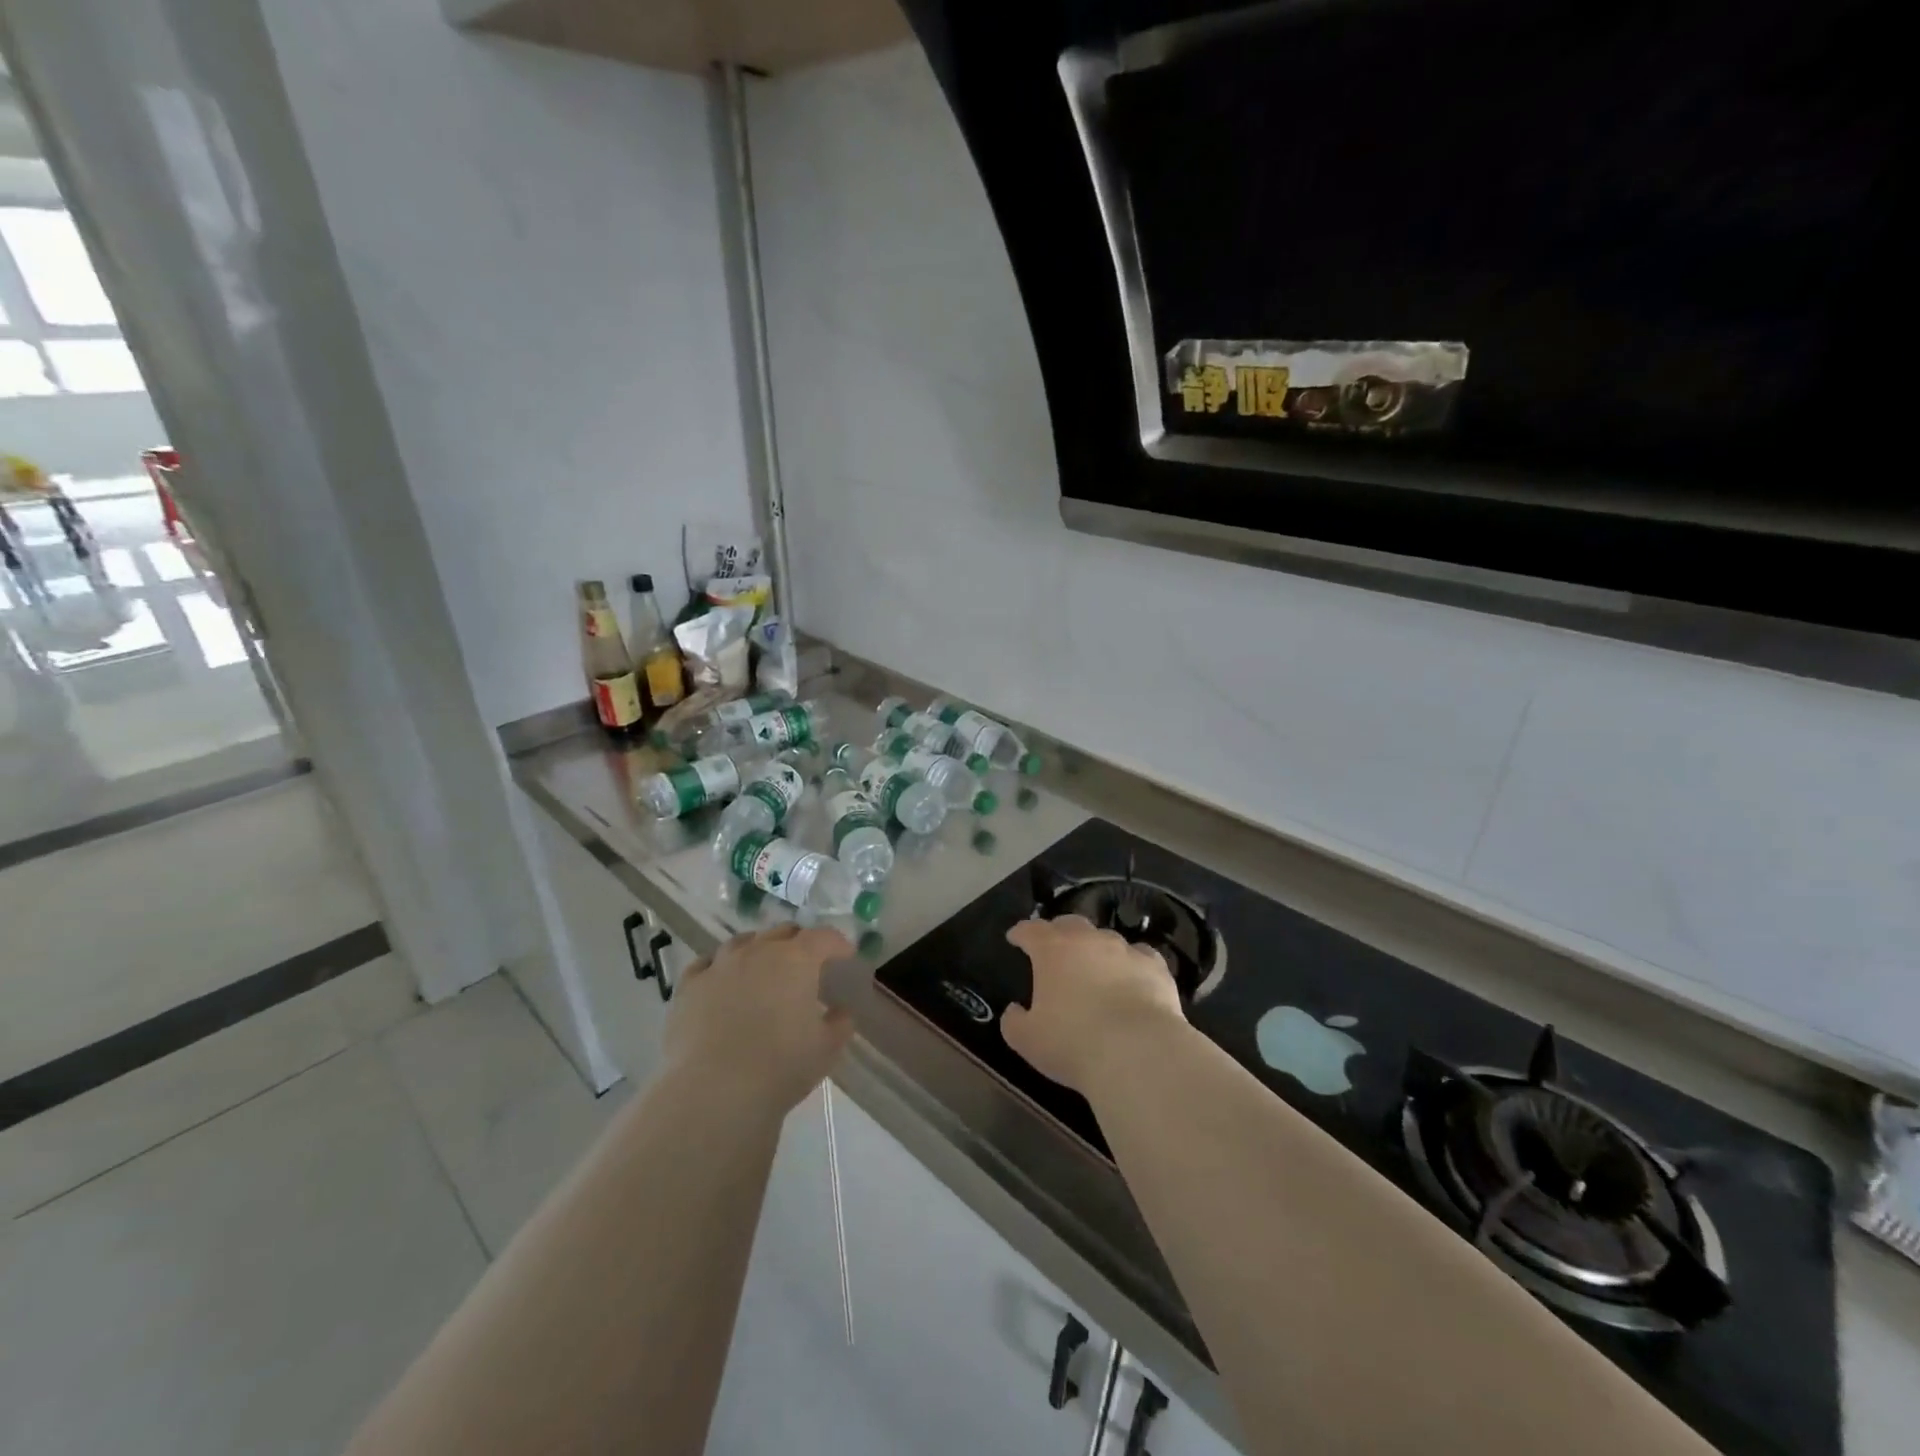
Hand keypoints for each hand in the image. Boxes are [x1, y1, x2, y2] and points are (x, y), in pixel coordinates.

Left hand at [662, 924, 854, 1116]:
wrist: (712, 1091)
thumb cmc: (780, 1067)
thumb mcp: (826, 1049)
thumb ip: (839, 1024)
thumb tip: (840, 1011)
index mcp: (797, 959)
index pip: (824, 937)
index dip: (838, 944)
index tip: (846, 956)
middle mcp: (758, 951)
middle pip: (783, 932)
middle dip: (799, 942)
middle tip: (807, 963)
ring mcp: (719, 965)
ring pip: (743, 942)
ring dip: (759, 949)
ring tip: (763, 968)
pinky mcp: (688, 987)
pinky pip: (706, 964)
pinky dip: (719, 967)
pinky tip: (721, 980)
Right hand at [1002, 915, 1185, 1093]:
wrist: (1138, 1052)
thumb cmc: (1073, 1043)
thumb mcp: (1028, 1040)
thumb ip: (1014, 1021)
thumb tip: (1015, 1011)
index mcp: (1052, 950)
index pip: (1030, 930)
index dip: (1020, 932)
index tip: (1015, 938)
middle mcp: (1088, 940)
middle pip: (1069, 924)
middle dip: (1058, 932)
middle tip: (1054, 949)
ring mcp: (1124, 950)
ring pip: (1105, 938)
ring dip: (1095, 948)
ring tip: (1094, 967)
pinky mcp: (1155, 966)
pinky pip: (1139, 956)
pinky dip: (1131, 963)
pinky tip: (1132, 976)